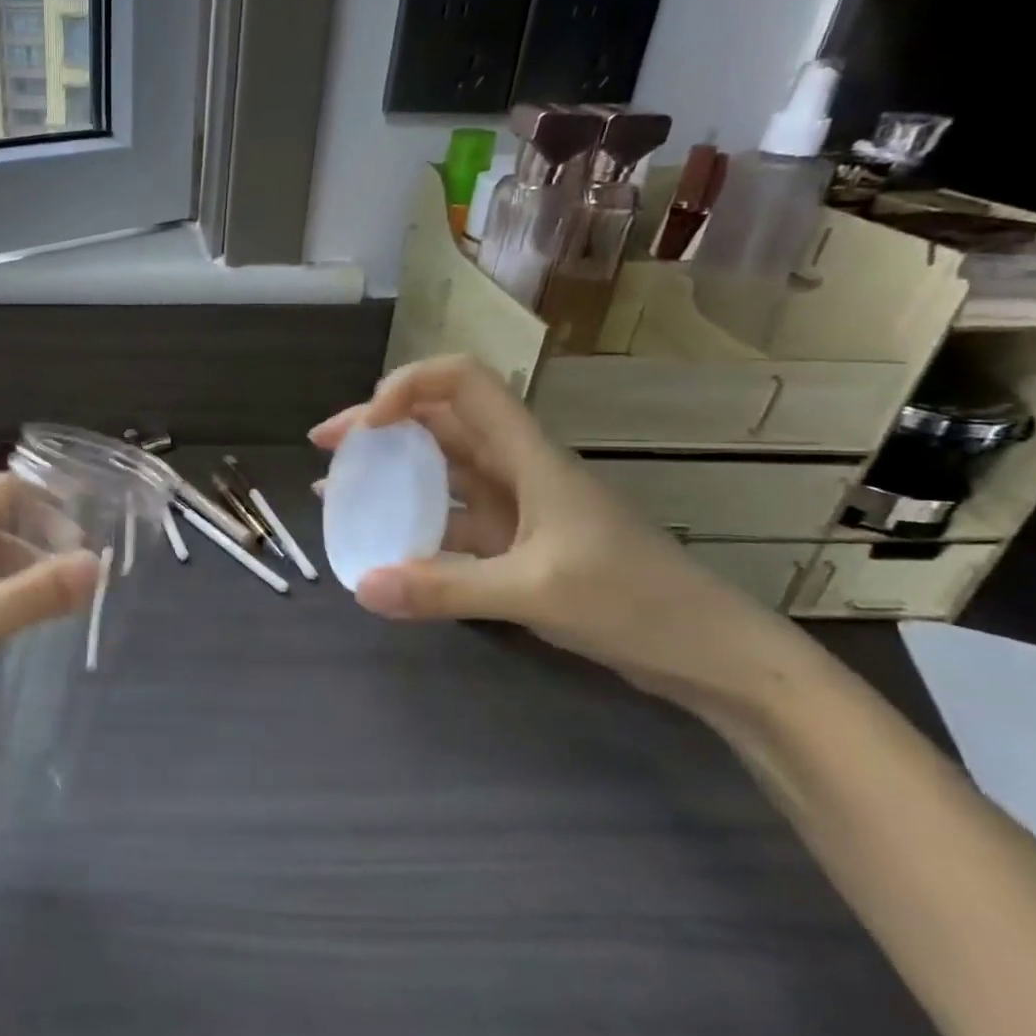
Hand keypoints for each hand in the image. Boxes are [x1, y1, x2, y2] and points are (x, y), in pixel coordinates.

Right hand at [312, 355, 779, 710]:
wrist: (711, 653)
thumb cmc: (637, 602)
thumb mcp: (534, 591)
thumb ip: (445, 589)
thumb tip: (362, 586)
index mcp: (527, 454)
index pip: (463, 383)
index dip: (408, 387)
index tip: (366, 426)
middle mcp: (515, 467)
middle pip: (437, 420)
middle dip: (377, 424)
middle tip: (325, 446)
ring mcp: (514, 506)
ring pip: (439, 469)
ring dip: (388, 469)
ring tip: (335, 486)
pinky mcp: (514, 542)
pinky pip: (449, 519)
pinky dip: (410, 521)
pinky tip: (379, 541)